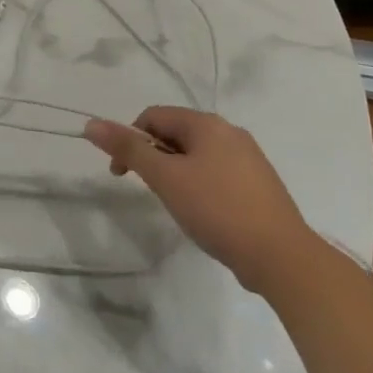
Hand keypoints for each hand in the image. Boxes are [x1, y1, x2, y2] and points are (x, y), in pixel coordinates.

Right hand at [84, 107, 312, 293]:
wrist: (281, 256)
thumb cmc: (216, 209)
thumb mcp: (165, 178)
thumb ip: (128, 148)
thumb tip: (91, 123)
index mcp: (207, 123)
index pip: (153, 116)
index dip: (130, 140)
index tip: (121, 174)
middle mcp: (230, 132)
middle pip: (175, 134)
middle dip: (154, 158)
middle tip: (151, 191)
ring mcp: (249, 158)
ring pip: (196, 155)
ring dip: (175, 172)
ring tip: (177, 204)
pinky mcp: (259, 183)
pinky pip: (216, 172)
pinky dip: (199, 185)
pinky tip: (203, 213)